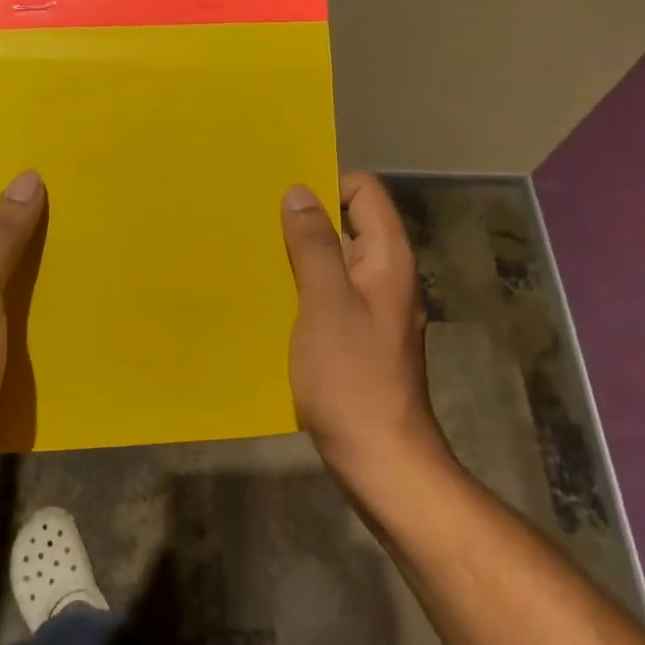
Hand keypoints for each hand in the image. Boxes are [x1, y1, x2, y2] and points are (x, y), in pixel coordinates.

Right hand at [280, 173, 453, 494]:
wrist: (381, 458)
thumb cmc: (352, 378)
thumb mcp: (325, 303)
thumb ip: (314, 245)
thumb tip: (300, 191)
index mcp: (388, 259)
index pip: (365, 192)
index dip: (327, 186)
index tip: (281, 200)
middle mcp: (387, 277)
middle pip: (350, 225)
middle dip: (307, 221)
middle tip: (257, 227)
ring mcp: (375, 311)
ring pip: (337, 264)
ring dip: (302, 258)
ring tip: (257, 261)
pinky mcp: (361, 340)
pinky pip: (332, 297)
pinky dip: (306, 292)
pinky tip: (274, 305)